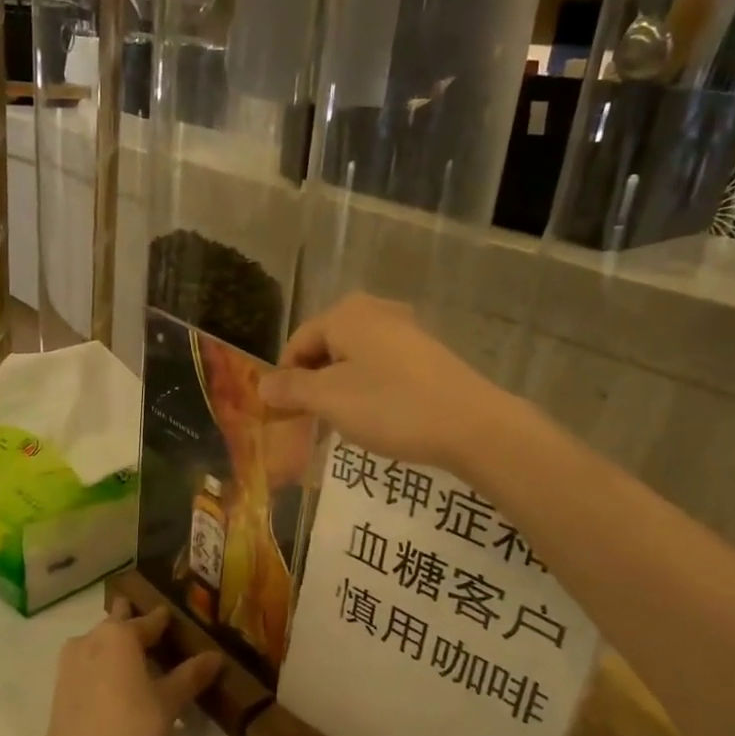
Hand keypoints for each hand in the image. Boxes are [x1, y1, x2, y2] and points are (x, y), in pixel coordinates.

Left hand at [28, 599, 222, 735]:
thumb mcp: (168, 703)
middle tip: (157, 633)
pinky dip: (104, 666)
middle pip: (118, 623)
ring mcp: (71, 663)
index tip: (177, 617)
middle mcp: (91, 638)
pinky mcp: (60, 688)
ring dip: (117, 647)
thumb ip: (190, 676)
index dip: (165, 619)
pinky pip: (88, 664)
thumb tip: (216, 655)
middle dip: (134, 623)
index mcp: (119, 634)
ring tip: (140, 661)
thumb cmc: (130, 730)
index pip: (149, 620)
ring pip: (99, 643)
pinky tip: (118, 685)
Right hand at [258, 295, 512, 472]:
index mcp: (346, 314)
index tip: (283, 413)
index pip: (298, 341)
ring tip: (341, 423)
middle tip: (310, 419)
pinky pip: (381, 365)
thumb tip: (262, 384)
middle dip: (312, 383)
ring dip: (340, 388)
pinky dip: (368, 388)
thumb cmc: (390, 406)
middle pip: (326, 346)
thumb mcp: (330, 400)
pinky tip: (377, 416)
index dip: (284, 377)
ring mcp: (406, 329)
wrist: (472, 425)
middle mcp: (375, 311)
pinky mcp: (427, 353)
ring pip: (354, 357)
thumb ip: (292, 389)